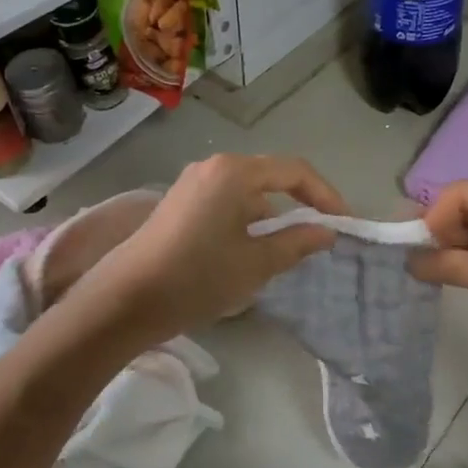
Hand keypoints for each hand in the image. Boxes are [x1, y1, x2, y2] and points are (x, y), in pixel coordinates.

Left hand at [86, 153, 346, 335]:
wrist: (125, 300)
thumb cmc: (197, 277)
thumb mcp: (255, 264)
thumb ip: (296, 242)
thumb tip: (326, 232)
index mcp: (235, 173)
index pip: (294, 171)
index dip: (324, 194)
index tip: (343, 222)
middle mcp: (213, 167)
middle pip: (270, 177)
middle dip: (299, 204)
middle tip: (320, 234)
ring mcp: (192, 183)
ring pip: (247, 192)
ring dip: (271, 216)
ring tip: (287, 250)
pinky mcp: (179, 203)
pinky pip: (226, 202)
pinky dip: (246, 220)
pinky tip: (249, 252)